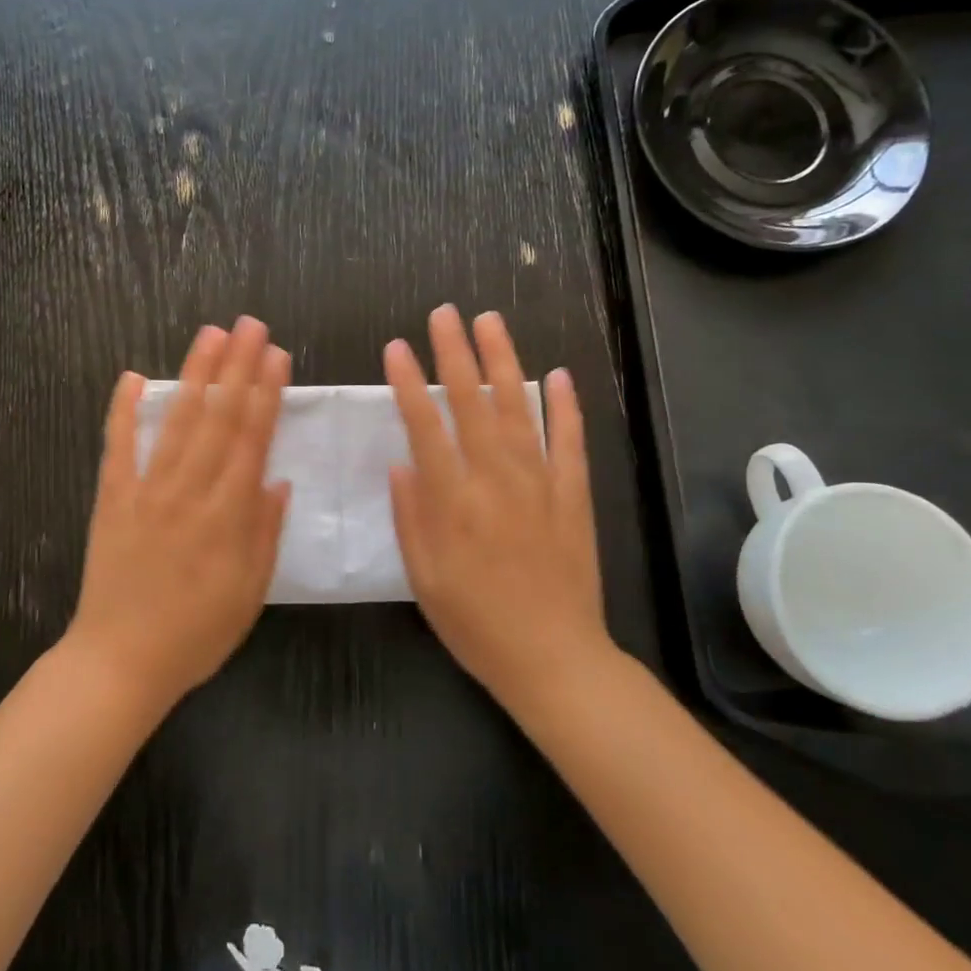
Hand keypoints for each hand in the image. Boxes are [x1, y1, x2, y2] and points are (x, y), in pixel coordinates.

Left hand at [67, 317, 291, 713]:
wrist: (120, 662)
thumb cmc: (196, 633)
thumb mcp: (250, 593)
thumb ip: (265, 533)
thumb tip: (277, 480)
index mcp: (227, 515)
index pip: (251, 439)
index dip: (266, 393)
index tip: (276, 355)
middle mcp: (189, 491)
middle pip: (218, 417)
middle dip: (237, 366)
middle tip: (250, 324)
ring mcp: (146, 491)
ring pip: (175, 421)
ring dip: (194, 374)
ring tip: (209, 335)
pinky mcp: (112, 499)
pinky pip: (117, 447)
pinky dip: (122, 410)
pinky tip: (130, 376)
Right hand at [384, 305, 616, 709]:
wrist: (554, 657)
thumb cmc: (475, 623)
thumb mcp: (424, 578)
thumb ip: (411, 516)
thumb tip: (402, 463)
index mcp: (453, 500)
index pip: (425, 426)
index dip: (408, 383)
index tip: (396, 346)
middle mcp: (496, 479)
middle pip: (471, 403)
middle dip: (455, 354)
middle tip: (444, 313)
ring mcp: (540, 483)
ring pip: (518, 408)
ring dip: (503, 361)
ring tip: (490, 322)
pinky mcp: (574, 495)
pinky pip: (569, 441)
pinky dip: (564, 406)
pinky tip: (558, 375)